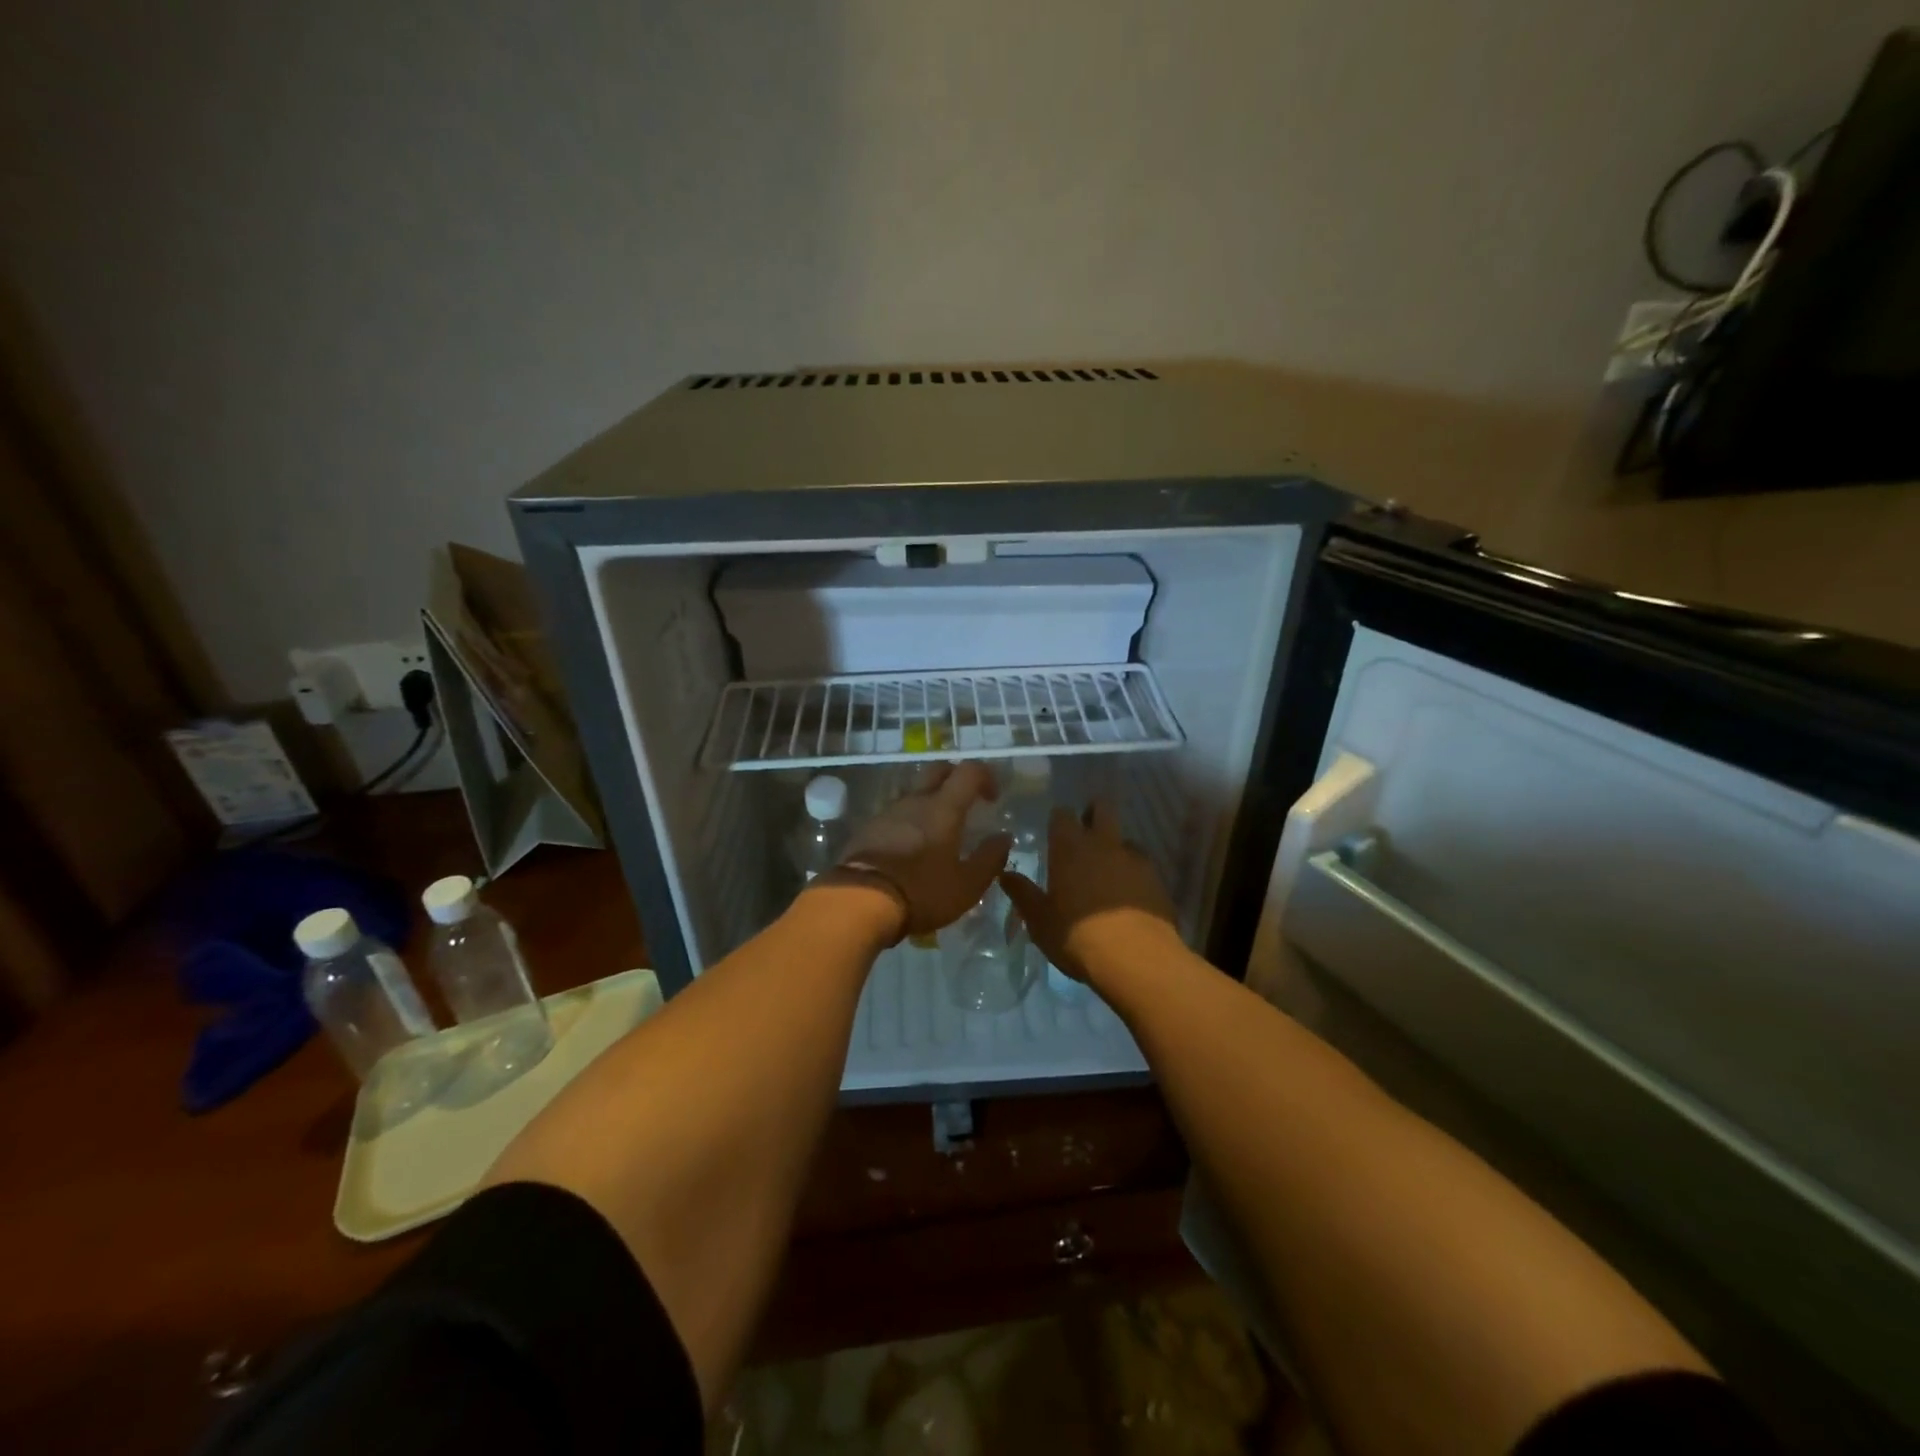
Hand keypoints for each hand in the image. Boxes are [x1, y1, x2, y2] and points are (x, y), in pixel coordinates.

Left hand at [818, 761, 1010, 942]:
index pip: (968, 771)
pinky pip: (895, 815)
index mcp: (943, 807)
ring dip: (930, 802)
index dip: (985, 776)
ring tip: (938, 832)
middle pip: (937, 771)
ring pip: (914, 793)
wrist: (858, 901)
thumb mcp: (967, 885)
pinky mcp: (867, 829)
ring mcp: (887, 813)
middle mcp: (915, 801)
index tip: (993, 798)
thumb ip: (990, 859)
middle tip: (966, 803)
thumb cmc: (921, 891)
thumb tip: (1003, 837)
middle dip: (956, 778)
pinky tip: (911, 849)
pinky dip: (909, 822)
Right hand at [998, 799, 1179, 983]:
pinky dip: (1133, 873)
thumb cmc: (1077, 937)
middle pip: (1102, 808)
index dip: (1058, 820)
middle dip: (1093, 814)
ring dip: (1115, 848)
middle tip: (1085, 835)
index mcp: (1070, 847)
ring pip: (1125, 838)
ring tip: (1108, 873)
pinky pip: (1142, 865)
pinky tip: (1128, 896)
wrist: (1137, 959)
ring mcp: (1134, 859)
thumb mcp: (1039, 921)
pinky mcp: (1157, 879)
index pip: (1062, 814)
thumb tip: (1005, 874)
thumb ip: (1022, 894)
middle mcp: (1103, 843)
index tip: (1054, 832)